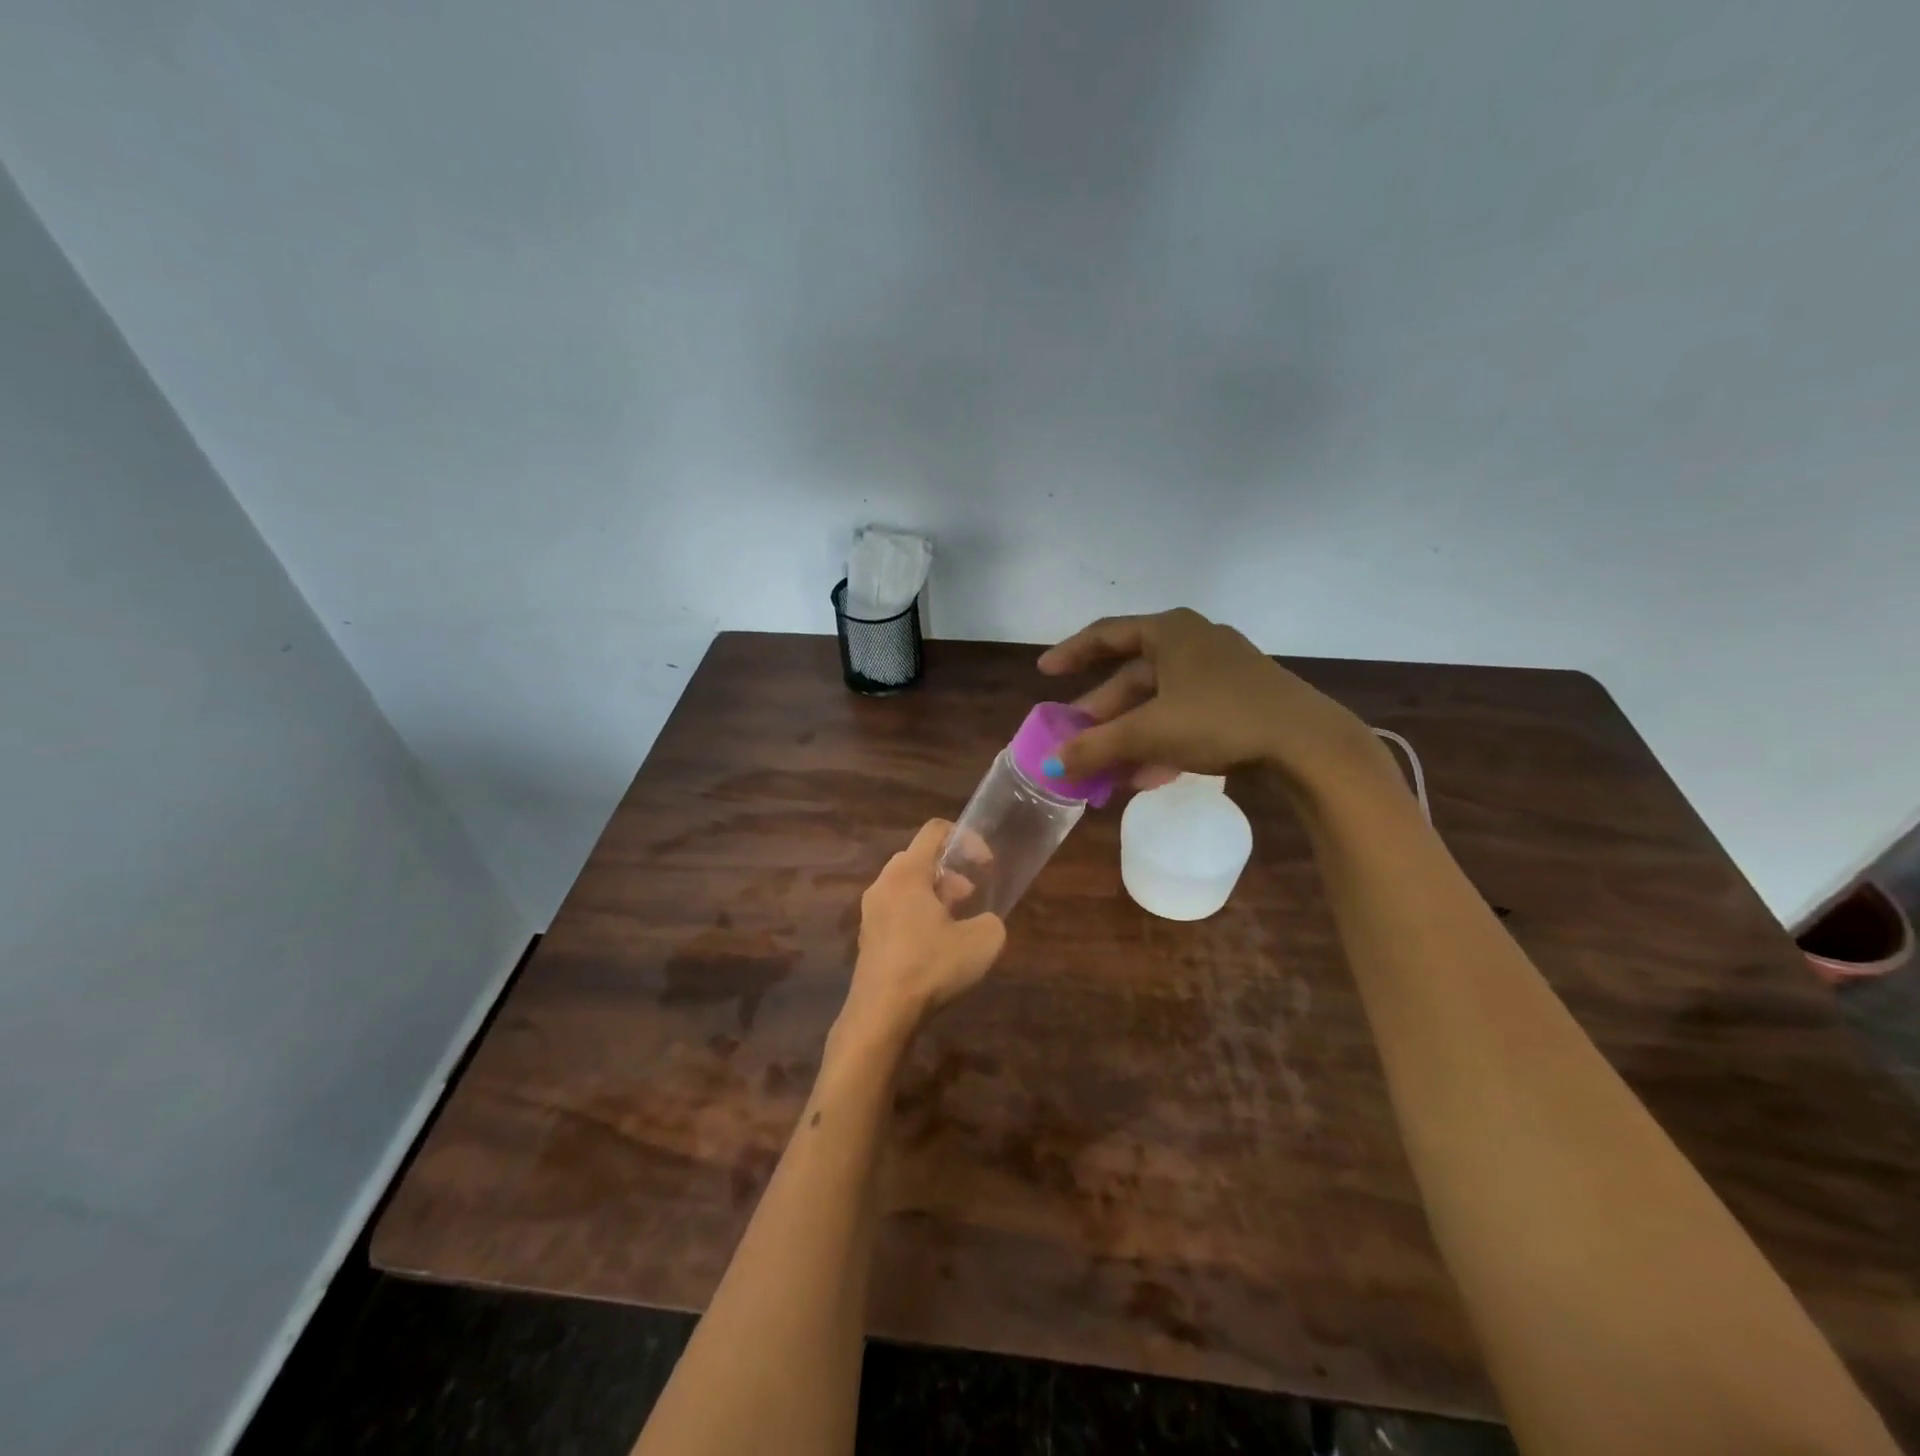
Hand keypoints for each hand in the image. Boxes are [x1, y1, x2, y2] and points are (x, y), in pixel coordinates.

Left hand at [839, 820, 1006, 1043]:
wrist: (881, 1014)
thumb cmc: (930, 966)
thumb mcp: (983, 942)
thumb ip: (992, 921)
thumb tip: (983, 922)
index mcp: (907, 872)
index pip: (936, 830)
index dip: (967, 839)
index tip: (985, 865)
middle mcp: (883, 883)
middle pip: (920, 858)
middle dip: (952, 871)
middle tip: (971, 897)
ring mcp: (870, 911)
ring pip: (907, 886)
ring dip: (936, 895)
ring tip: (958, 924)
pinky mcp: (868, 937)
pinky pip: (897, 910)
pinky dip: (919, 915)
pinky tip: (936, 947)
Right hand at [1038, 608, 1389, 797]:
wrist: (1307, 743)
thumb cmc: (1219, 719)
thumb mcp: (1150, 732)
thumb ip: (1096, 747)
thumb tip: (1051, 765)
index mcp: (1170, 632)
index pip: (1106, 635)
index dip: (1071, 654)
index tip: (1044, 673)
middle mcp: (1193, 642)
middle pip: (1132, 676)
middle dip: (1102, 713)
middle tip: (1076, 739)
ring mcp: (1220, 671)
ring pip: (1158, 702)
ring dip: (1129, 736)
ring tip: (1106, 769)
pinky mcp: (1239, 700)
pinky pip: (1184, 716)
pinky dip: (1161, 741)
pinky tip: (1147, 776)